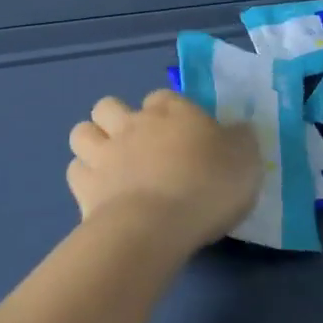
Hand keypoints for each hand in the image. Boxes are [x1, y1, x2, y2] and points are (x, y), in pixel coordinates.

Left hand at [67, 90, 261, 255]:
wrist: (157, 226)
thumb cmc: (208, 186)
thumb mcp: (246, 160)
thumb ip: (241, 140)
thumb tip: (238, 130)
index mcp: (174, 112)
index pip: (163, 97)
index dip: (167, 111)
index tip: (180, 132)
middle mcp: (134, 124)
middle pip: (109, 105)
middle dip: (117, 118)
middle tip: (137, 145)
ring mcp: (104, 153)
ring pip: (82, 132)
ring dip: (93, 143)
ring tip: (111, 164)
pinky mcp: (84, 187)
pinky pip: (76, 170)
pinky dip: (86, 178)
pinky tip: (102, 193)